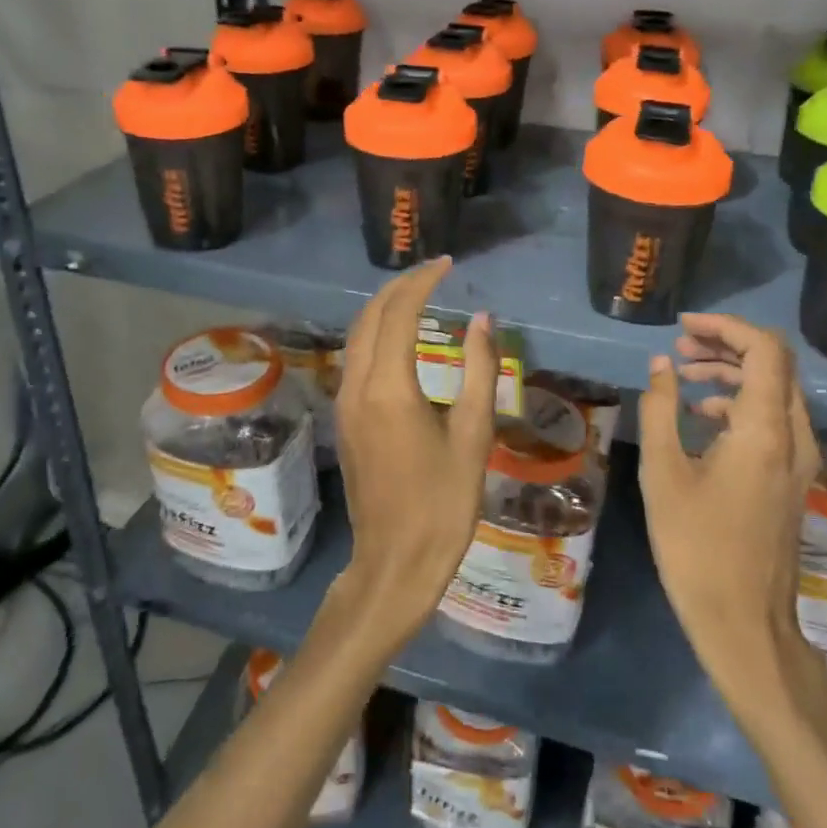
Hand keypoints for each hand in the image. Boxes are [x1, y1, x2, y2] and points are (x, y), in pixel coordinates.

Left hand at [330, 258, 497, 646]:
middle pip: (370, 316)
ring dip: (384, 306)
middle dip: (400, 286)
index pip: (400, 313)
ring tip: (418, 293)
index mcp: (389, 388)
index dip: (423, 282)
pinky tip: (399, 335)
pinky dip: (375, 331)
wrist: (394, 563)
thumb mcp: (472, 436)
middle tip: (434, 272)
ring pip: (357, 334)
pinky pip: (355, 356)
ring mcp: (345, 402)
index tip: (447, 265)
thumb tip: (482, 320)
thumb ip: (478, 371)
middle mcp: (357, 386)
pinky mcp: (344, 418)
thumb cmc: (442, 504)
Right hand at [638, 314, 821, 693]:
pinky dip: (740, 401)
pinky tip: (702, 413)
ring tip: (683, 372)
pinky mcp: (791, 477)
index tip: (684, 326)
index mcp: (765, 430)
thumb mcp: (664, 473)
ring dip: (732, 371)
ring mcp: (798, 459)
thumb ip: (660, 409)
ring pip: (775, 390)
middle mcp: (794, 436)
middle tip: (679, 346)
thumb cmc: (697, 547)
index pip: (764, 350)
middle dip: (726, 344)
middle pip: (774, 364)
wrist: (744, 622)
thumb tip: (659, 365)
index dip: (726, 326)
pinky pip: (773, 418)